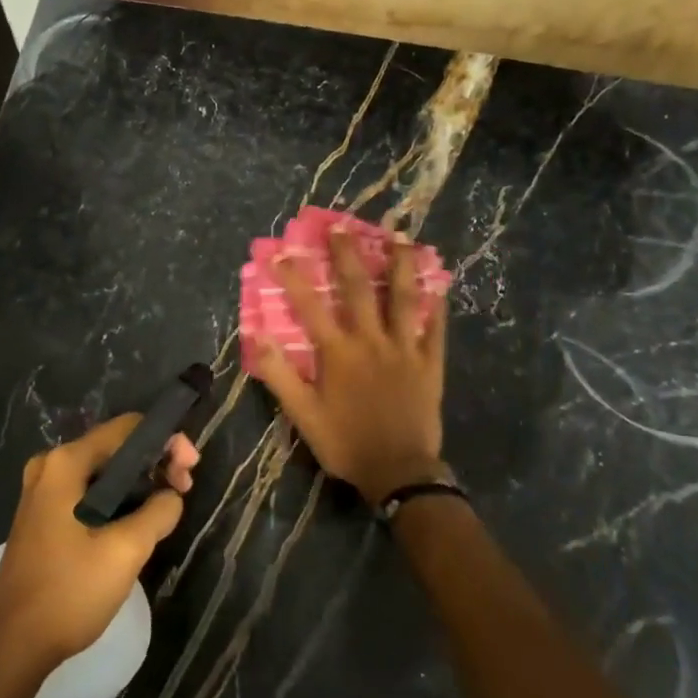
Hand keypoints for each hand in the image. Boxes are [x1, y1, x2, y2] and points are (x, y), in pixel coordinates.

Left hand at [0, 414, 198, 673]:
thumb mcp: (125, 550)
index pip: (127, 428)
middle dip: (155, 463)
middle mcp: (49, 467)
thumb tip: (171, 496)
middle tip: (184, 491)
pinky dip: (118, 499)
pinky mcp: (43, 516)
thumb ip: (158, 512)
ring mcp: (42, 492)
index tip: (190, 470)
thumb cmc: (69, 592)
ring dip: (139, 483)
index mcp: (65, 464)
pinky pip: (89, 492)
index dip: (166, 441)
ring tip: (168, 508)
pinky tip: (139, 521)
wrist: (13, 645)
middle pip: (115, 447)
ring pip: (103, 472)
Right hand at [254, 228, 447, 504]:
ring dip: (399, 264)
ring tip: (400, 236)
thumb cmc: (346, 443)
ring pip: (403, 298)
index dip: (293, 278)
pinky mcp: (430, 363)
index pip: (310, 306)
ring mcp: (404, 349)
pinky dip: (436, 304)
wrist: (398, 471)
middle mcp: (371, 340)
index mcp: (338, 353)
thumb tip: (258, 337)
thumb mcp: (303, 415)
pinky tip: (439, 282)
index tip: (280, 252)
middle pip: (358, 288)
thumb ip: (280, 375)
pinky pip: (435, 327)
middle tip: (342, 225)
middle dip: (347, 254)